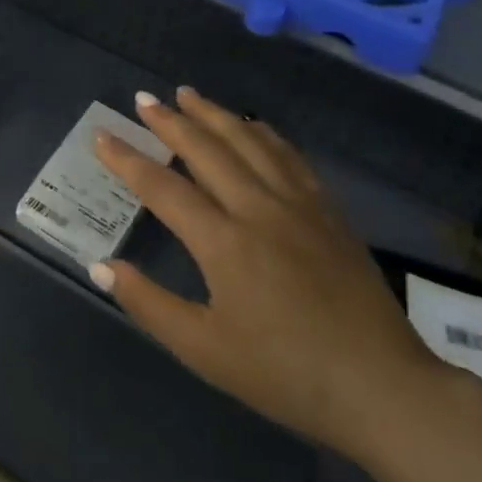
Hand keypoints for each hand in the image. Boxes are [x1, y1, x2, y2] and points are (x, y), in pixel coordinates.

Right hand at [91, 87, 446, 462]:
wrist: (381, 387)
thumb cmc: (285, 374)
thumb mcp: (205, 351)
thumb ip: (149, 305)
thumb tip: (101, 266)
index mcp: (223, 242)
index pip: (163, 187)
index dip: (127, 160)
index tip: (102, 136)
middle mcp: (257, 208)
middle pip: (206, 149)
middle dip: (170, 121)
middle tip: (144, 99)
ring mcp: (297, 204)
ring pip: (248, 141)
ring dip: (214, 114)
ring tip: (189, 94)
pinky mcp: (327, 210)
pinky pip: (288, 155)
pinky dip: (262, 132)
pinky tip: (252, 125)